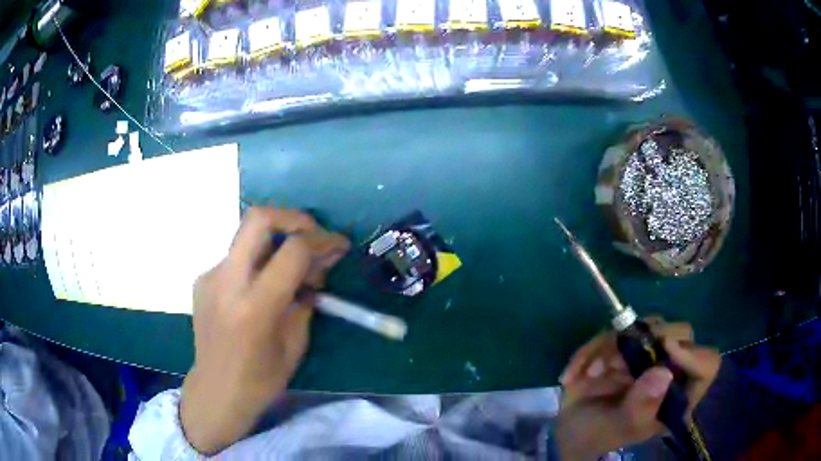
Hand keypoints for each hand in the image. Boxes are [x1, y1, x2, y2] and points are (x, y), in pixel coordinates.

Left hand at [180, 207, 349, 453]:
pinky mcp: (203, 278)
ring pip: (246, 234)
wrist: (215, 390)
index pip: (292, 251)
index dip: (322, 241)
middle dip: (294, 218)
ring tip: (292, 268)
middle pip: (259, 218)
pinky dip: (258, 261)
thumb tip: (317, 268)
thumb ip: (306, 300)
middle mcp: (227, 282)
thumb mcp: (295, 345)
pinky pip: (237, 256)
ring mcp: (210, 276)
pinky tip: (263, 286)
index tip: (339, 245)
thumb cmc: (260, 380)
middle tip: (313, 235)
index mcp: (254, 307)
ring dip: (276, 240)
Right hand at [554, 318, 719, 459]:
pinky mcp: (626, 344)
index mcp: (678, 395)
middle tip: (617, 363)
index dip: (693, 354)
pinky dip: (592, 349)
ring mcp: (650, 353)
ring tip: (592, 373)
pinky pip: (615, 331)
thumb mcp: (620, 427)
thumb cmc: (600, 435)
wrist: (570, 430)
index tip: (664, 349)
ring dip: (615, 346)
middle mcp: (671, 368)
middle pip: (681, 334)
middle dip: (649, 343)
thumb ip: (641, 406)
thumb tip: (664, 373)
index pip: (706, 364)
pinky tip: (574, 375)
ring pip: (648, 326)